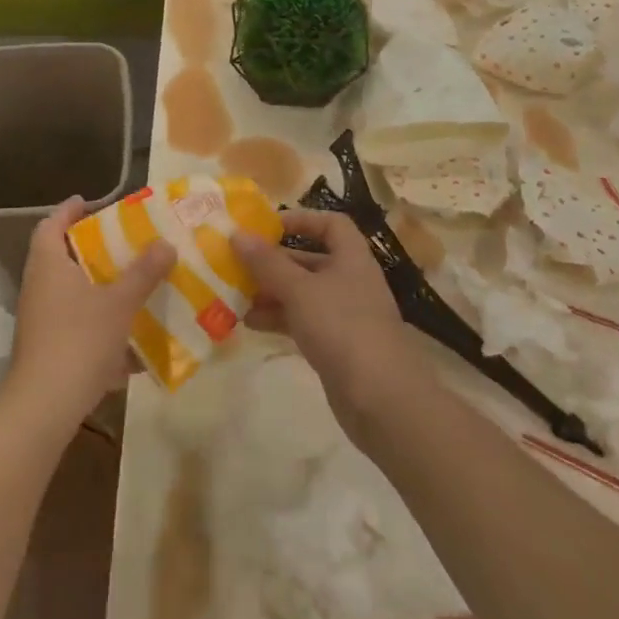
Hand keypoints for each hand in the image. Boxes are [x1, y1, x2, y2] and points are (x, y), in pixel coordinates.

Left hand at [0, 197, 175, 436]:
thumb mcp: (118, 303)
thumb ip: (143, 272)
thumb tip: (166, 243)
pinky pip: (74, 319)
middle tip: (122, 240)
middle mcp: (38, 285)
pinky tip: (126, 327)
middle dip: (90, 247)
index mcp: (48, 264)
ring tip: (130, 280)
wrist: (45, 404)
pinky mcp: (47, 344)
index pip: (51, 223)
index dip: (69, 210)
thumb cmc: (79, 340)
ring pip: (69, 289)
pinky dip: (96, 316)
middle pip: (60, 255)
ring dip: (96, 283)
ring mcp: (39, 317)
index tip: (92, 201)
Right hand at [234, 209, 415, 436]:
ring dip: (271, 292)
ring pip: (302, 293)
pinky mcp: (336, 345)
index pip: (331, 224)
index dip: (302, 219)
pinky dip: (278, 319)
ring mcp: (344, 316)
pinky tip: (251, 324)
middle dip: (274, 262)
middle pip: (310, 260)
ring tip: (236, 295)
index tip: (267, 227)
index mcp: (351, 259)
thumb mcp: (299, 290)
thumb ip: (267, 263)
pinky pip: (302, 321)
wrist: (382, 399)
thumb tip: (237, 234)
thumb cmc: (342, 328)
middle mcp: (350, 282)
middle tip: (238, 264)